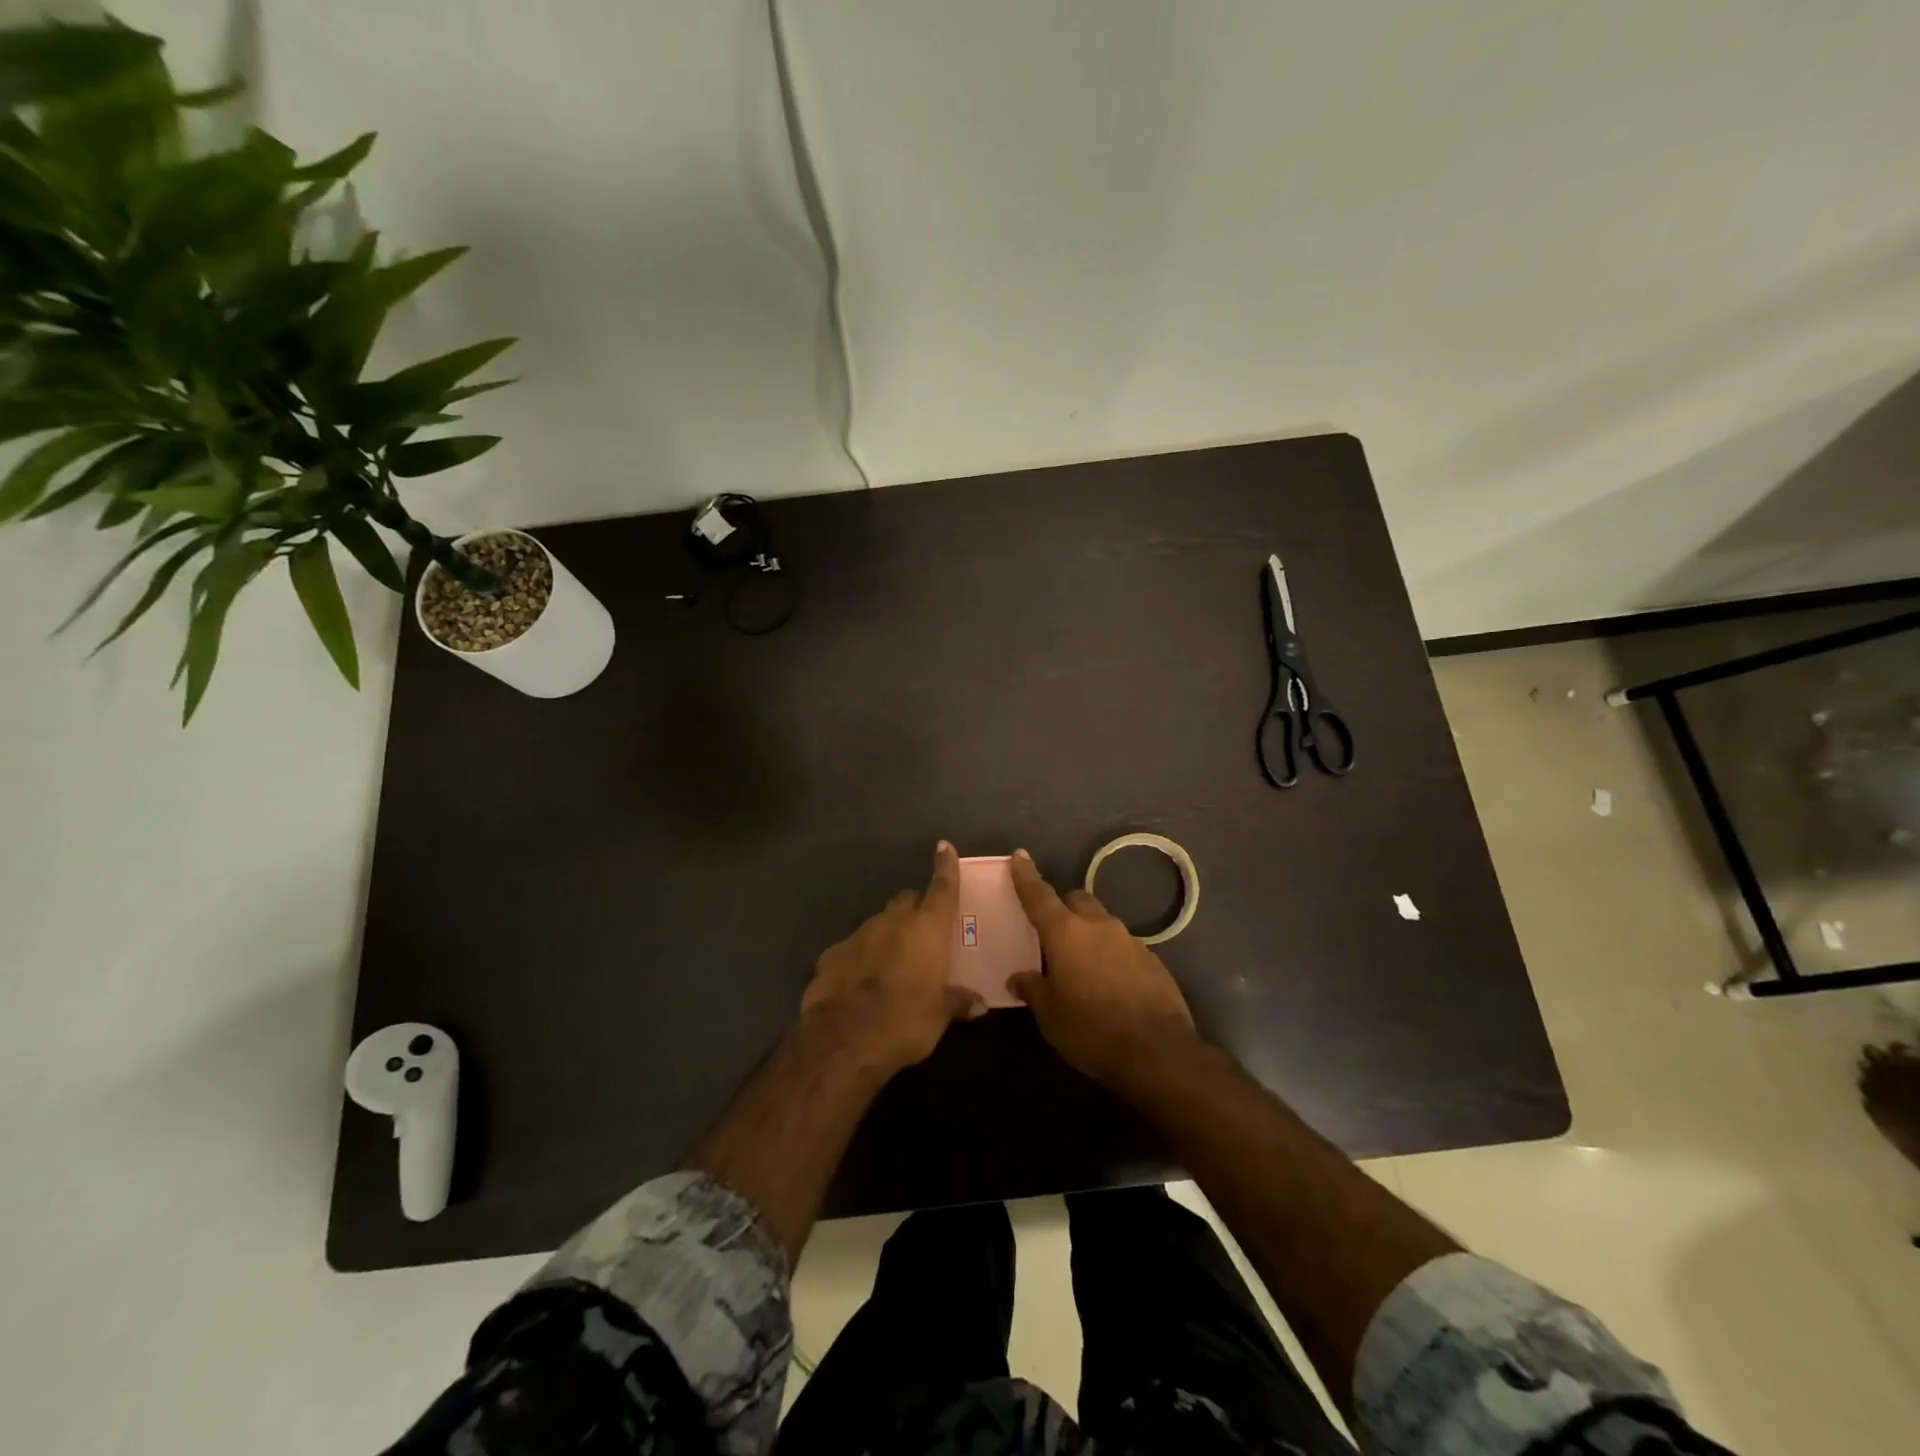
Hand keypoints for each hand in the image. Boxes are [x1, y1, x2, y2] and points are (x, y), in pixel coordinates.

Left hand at [802, 841, 983, 1073]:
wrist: (843, 1040)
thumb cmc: (905, 1021)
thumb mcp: (940, 1015)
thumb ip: (959, 1001)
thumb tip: (979, 1003)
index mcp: (926, 929)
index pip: (941, 888)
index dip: (945, 867)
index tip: (945, 847)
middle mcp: (893, 922)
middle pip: (907, 901)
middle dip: (916, 909)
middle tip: (924, 931)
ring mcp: (858, 934)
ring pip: (879, 923)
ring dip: (889, 935)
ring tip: (894, 963)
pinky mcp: (831, 954)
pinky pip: (854, 948)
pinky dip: (862, 957)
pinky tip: (862, 982)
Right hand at [1009, 849, 1196, 1085]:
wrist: (1159, 1052)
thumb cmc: (1092, 1030)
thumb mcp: (1051, 1016)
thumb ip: (1033, 990)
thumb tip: (1019, 978)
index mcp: (1066, 933)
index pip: (1039, 896)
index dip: (1026, 876)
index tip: (1019, 856)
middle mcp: (1098, 926)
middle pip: (1076, 900)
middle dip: (1062, 906)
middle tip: (1051, 930)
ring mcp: (1129, 940)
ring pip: (1102, 922)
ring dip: (1088, 933)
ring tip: (1081, 963)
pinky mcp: (1152, 959)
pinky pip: (1122, 945)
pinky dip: (1110, 954)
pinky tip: (1110, 982)